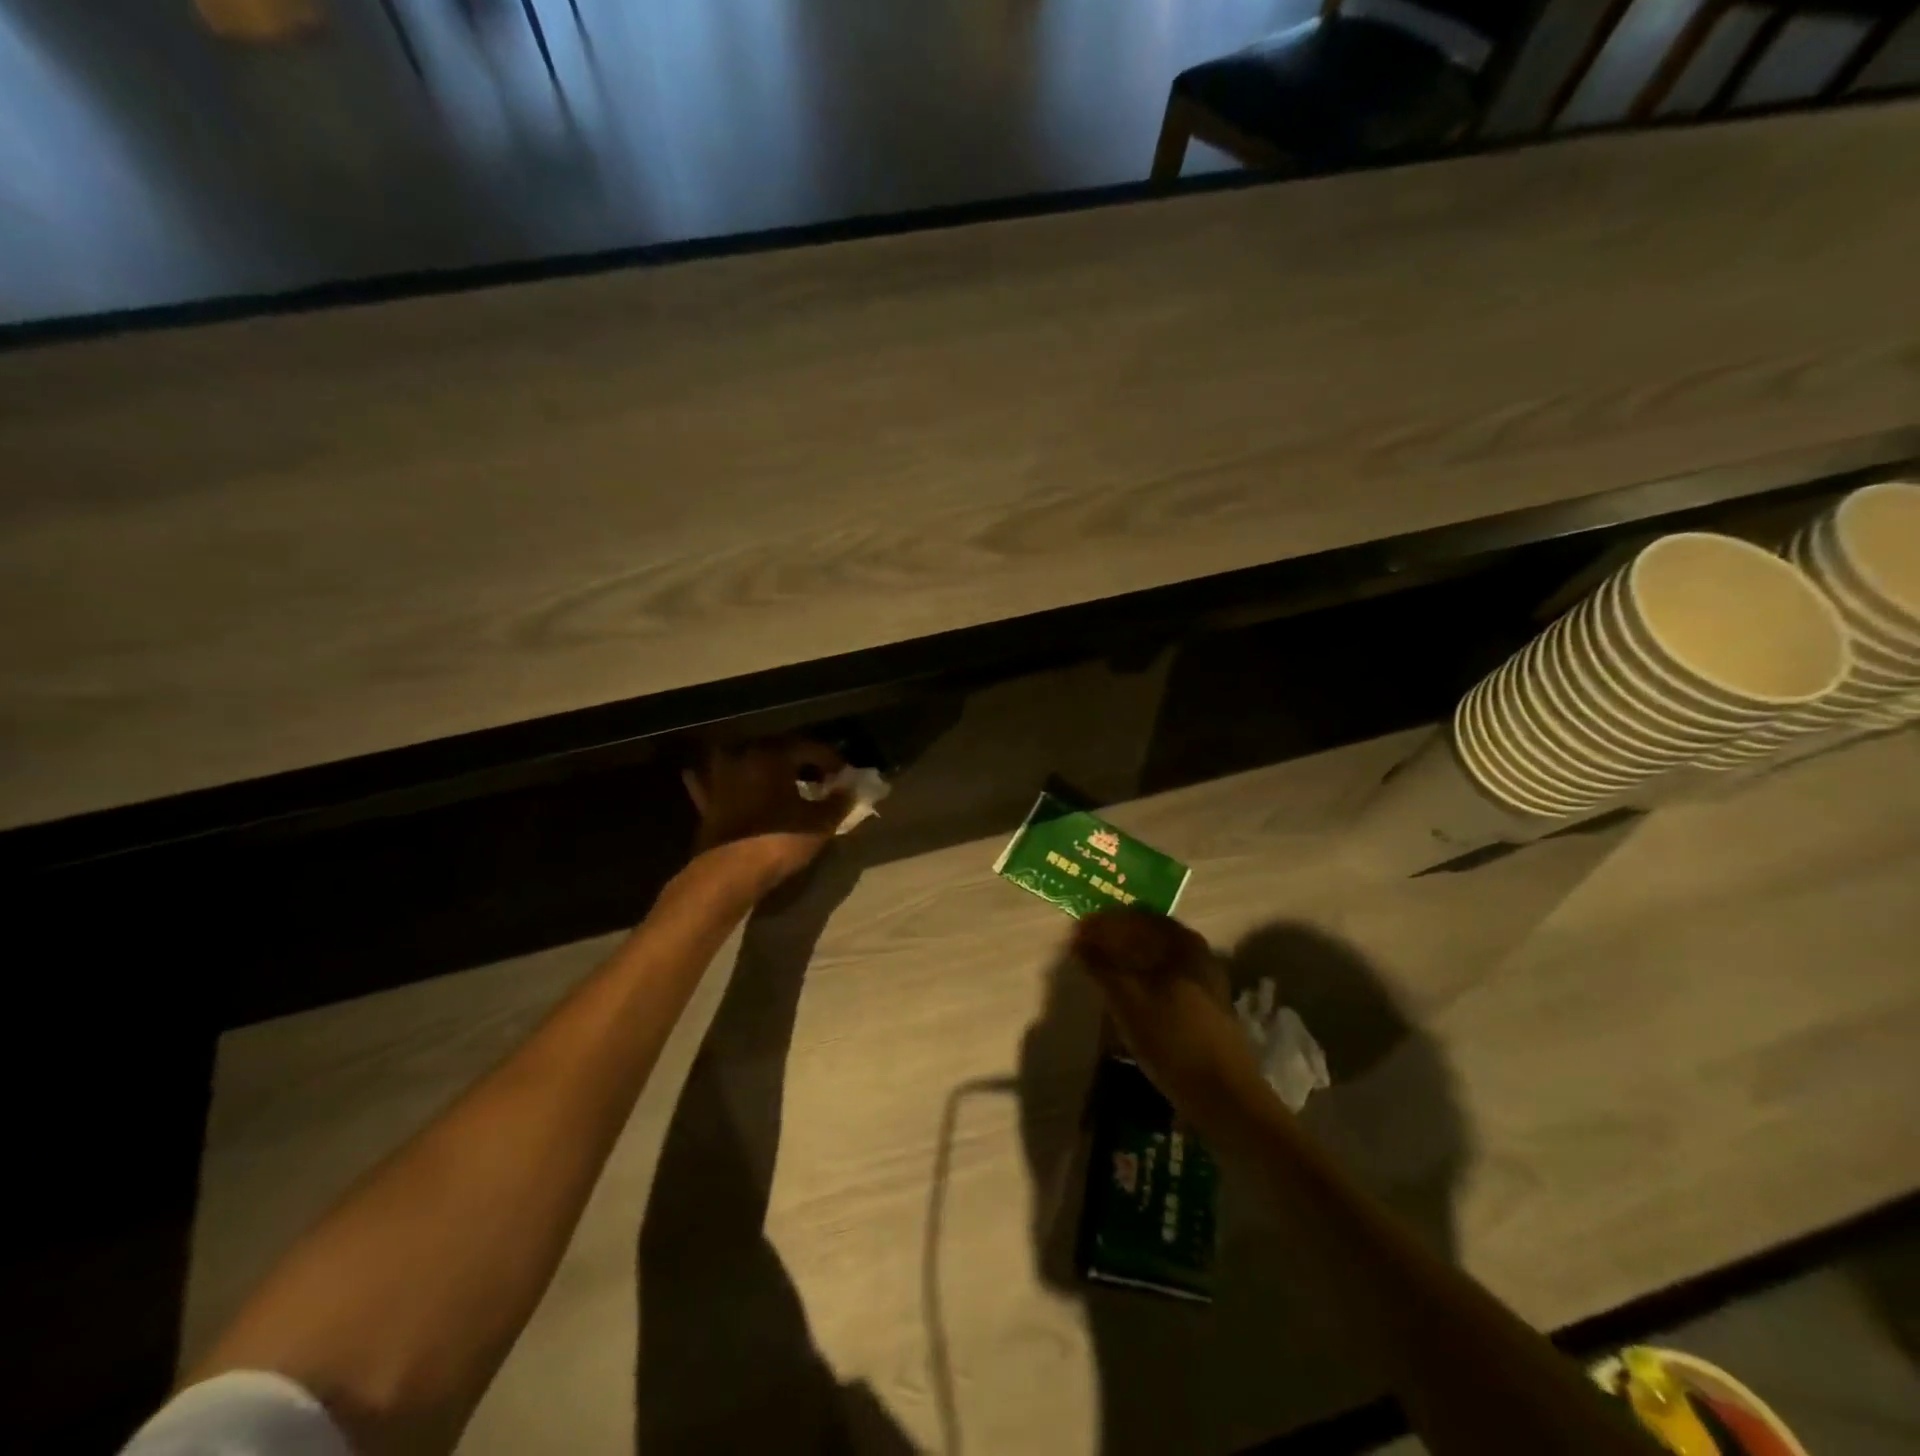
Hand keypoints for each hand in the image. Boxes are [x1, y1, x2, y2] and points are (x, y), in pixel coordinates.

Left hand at [682, 738, 850, 892]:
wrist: (729, 872)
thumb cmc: (779, 840)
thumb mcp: (820, 824)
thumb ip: (838, 802)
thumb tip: (848, 789)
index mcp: (774, 755)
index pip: (809, 747)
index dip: (831, 760)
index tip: (844, 775)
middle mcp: (744, 756)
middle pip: (778, 750)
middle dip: (799, 762)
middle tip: (818, 778)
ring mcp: (720, 776)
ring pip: (746, 761)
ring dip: (763, 768)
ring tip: (781, 783)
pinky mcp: (706, 800)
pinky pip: (716, 782)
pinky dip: (729, 783)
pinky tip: (733, 786)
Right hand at [1070, 909, 1261, 1109]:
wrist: (1223, 1094)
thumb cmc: (1172, 1039)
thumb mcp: (1128, 1000)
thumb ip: (1101, 966)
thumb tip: (1078, 940)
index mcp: (1183, 943)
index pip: (1137, 917)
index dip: (1104, 922)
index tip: (1078, 931)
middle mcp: (1198, 954)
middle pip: (1148, 935)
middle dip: (1114, 939)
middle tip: (1084, 949)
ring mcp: (1204, 981)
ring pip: (1157, 959)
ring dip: (1126, 960)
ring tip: (1099, 971)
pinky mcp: (1204, 1006)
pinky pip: (1165, 978)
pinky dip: (1141, 978)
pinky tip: (1124, 994)